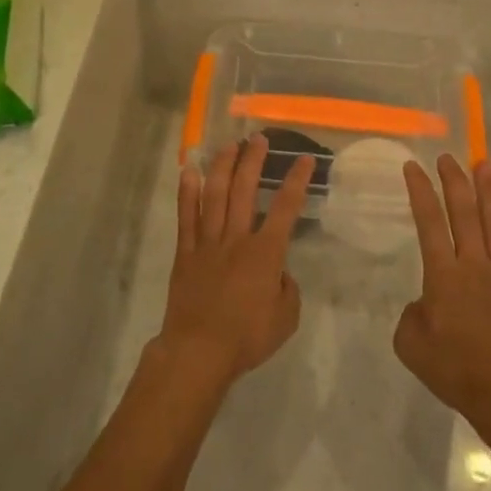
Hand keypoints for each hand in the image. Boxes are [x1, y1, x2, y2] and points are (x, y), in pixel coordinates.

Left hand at [157, 135, 313, 390]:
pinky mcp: (186, 253)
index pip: (285, 208)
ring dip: (223, 167)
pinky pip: (186, 217)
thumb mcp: (286, 317)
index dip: (296, 181)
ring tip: (230, 145)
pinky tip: (189, 171)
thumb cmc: (247, 337)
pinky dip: (187, 192)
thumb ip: (287, 289)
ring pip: (215, 195)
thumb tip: (278, 273)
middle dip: (253, 161)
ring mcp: (208, 243)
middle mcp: (236, 239)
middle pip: (244, 190)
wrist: (199, 351)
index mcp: (265, 253)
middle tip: (259, 139)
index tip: (304, 159)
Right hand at [395, 156, 490, 430]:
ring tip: (484, 164)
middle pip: (465, 213)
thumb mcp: (411, 343)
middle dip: (454, 181)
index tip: (413, 167)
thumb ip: (413, 313)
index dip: (420, 191)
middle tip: (447, 156)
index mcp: (444, 276)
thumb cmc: (453, 369)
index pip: (429, 222)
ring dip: (486, 191)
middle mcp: (473, 266)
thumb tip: (427, 303)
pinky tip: (486, 236)